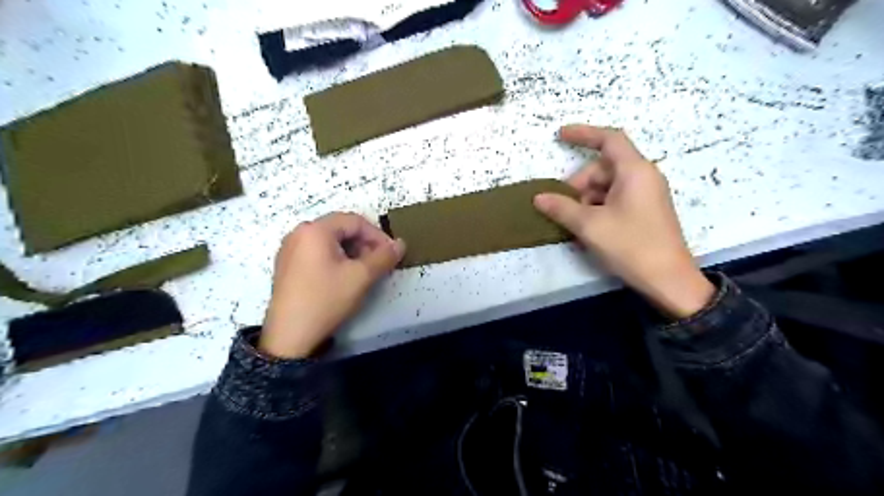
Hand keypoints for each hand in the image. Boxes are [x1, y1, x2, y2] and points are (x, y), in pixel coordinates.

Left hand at [258, 211, 404, 358]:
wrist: (290, 336)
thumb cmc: (326, 300)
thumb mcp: (361, 277)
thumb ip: (384, 257)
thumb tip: (400, 244)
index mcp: (315, 230)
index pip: (355, 221)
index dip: (378, 235)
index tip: (391, 253)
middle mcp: (299, 233)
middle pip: (341, 228)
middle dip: (365, 243)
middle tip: (379, 263)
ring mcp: (290, 249)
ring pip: (330, 241)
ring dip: (352, 251)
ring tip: (364, 271)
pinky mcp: (287, 265)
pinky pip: (317, 252)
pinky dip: (336, 258)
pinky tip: (343, 277)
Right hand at [531, 124, 708, 317]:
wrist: (668, 280)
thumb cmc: (631, 246)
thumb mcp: (590, 226)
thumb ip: (562, 208)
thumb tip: (538, 197)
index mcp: (635, 171)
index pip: (609, 139)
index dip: (583, 134)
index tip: (560, 135)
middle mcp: (643, 177)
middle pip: (603, 168)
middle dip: (579, 185)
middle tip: (562, 208)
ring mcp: (645, 195)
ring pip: (607, 187)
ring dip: (586, 201)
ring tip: (575, 225)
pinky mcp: (645, 212)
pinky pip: (615, 200)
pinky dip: (597, 209)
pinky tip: (587, 230)